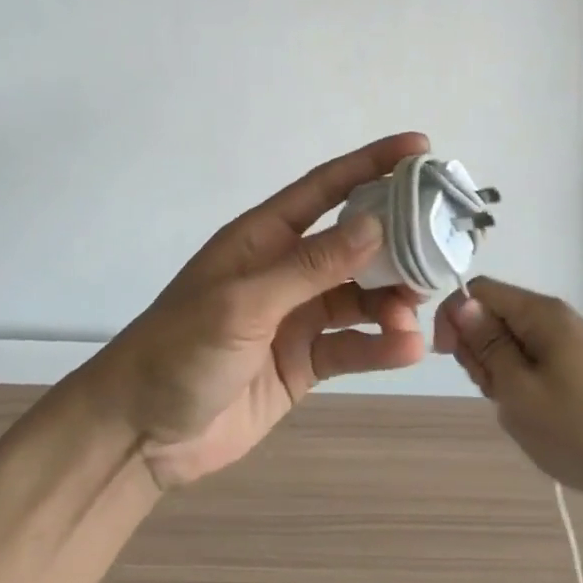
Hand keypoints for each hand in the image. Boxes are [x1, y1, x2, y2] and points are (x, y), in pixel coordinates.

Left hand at [89, 134, 430, 489]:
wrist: (140, 434)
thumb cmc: (180, 351)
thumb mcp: (244, 303)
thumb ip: (311, 266)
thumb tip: (376, 224)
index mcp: (264, 237)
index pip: (326, 187)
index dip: (372, 163)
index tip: (421, 148)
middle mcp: (286, 269)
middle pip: (355, 242)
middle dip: (398, 241)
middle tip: (441, 246)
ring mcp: (297, 316)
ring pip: (360, 296)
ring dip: (392, 301)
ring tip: (414, 313)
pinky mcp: (304, 361)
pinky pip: (352, 345)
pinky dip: (381, 346)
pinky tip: (406, 349)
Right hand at [435, 277, 582, 507]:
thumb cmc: (574, 430)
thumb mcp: (517, 389)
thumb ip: (486, 343)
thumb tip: (461, 303)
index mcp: (541, 313)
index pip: (479, 291)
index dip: (455, 316)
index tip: (447, 356)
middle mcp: (554, 317)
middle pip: (493, 314)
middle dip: (478, 348)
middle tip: (491, 390)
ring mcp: (565, 342)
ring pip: (508, 340)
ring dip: (497, 370)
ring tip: (514, 406)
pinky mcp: (573, 366)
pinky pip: (529, 359)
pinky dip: (517, 380)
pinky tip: (529, 411)